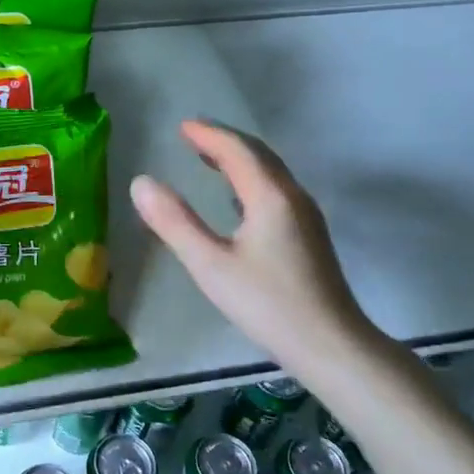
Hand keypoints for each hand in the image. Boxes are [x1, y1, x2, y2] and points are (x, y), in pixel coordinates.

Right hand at [130, 120, 376, 374]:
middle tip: (193, 136)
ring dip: (240, 159)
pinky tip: (238, 199)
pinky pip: (276, 190)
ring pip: (271, 173)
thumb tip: (141, 182)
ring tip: (210, 158)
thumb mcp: (211, 265)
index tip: (182, 127)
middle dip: (225, 141)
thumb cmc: (268, 304)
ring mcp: (306, 216)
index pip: (237, 150)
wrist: (332, 346)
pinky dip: (251, 180)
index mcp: (270, 196)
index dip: (209, 135)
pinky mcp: (309, 236)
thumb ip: (174, 222)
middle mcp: (292, 196)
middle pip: (259, 155)